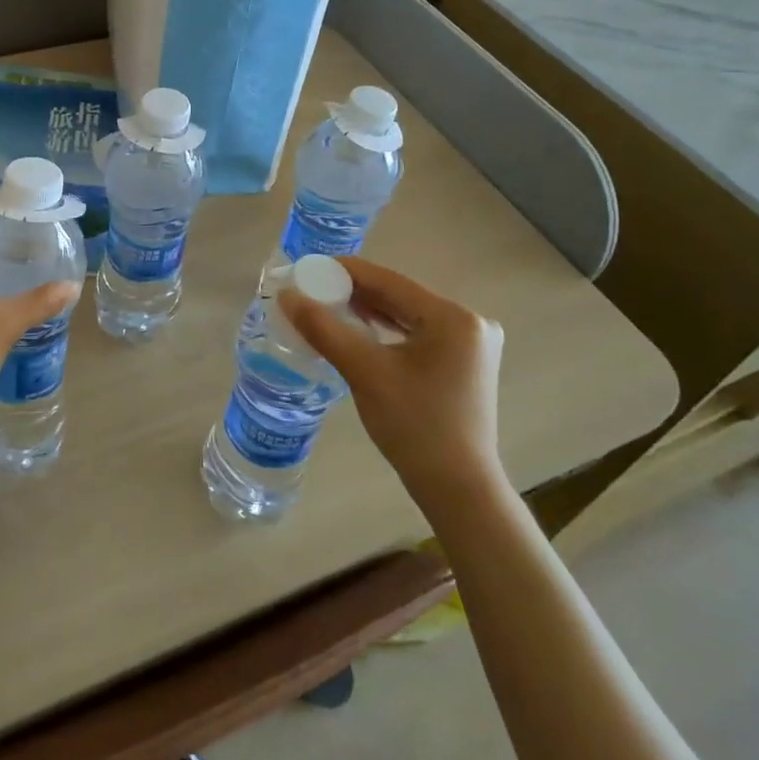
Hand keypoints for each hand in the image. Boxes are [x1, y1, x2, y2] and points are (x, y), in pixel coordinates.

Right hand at [280, 257, 505, 501]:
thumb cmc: (414, 427)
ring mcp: (470, 343)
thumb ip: (324, 328)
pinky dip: (387, 330)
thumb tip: (287, 296)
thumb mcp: (364, 372)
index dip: (344, 270)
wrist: (459, 490)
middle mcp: (469, 321)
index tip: (307, 268)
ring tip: (327, 306)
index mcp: (452, 316)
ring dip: (368, 310)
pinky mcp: (465, 362)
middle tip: (312, 290)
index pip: (388, 280)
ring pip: (407, 314)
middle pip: (398, 295)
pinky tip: (359, 329)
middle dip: (354, 292)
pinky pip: (418, 333)